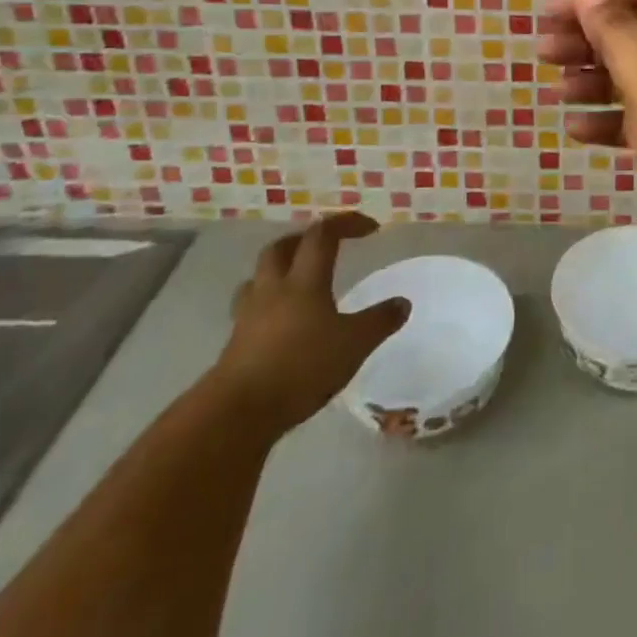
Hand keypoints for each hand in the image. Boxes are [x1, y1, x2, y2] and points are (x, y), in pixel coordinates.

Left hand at [209, 213, 410, 437]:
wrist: (237, 413)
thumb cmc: (301, 367)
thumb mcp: (354, 345)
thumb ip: (379, 322)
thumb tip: (403, 303)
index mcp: (304, 281)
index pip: (323, 235)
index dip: (345, 223)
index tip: (369, 228)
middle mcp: (273, 290)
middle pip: (281, 248)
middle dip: (303, 240)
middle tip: (324, 246)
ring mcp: (248, 316)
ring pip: (259, 278)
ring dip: (278, 271)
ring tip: (296, 282)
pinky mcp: (234, 344)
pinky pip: (250, 310)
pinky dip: (267, 306)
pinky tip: (280, 325)